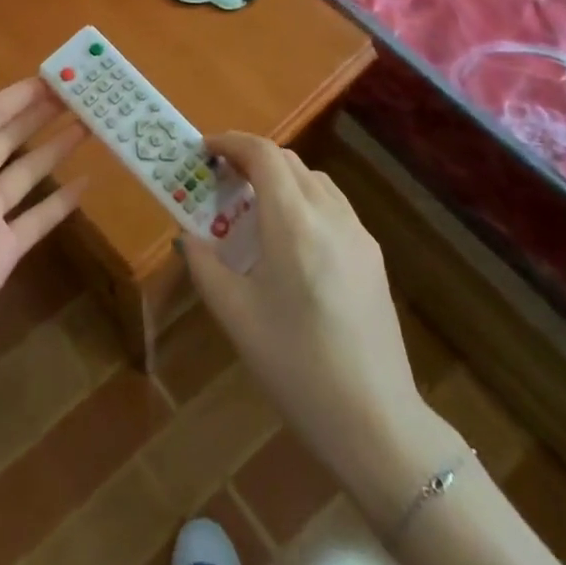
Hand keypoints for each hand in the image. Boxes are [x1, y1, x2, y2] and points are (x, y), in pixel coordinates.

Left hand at [0, 77, 86, 374]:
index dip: (17, 96)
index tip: (53, 76)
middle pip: (9, 138)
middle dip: (40, 115)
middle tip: (80, 94)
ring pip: (27, 172)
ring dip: (55, 148)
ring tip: (88, 125)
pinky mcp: (5, 251)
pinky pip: (39, 218)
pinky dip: (61, 201)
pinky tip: (86, 182)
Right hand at [182, 132, 433, 494]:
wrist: (376, 422)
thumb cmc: (295, 366)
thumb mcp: (235, 316)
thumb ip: (205, 265)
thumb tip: (189, 237)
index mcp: (293, 222)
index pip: (262, 154)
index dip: (231, 142)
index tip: (204, 150)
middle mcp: (330, 215)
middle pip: (288, 161)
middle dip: (251, 159)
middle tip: (220, 180)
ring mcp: (358, 235)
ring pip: (314, 181)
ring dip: (280, 178)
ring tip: (252, 208)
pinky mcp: (373, 258)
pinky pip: (333, 206)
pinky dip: (304, 200)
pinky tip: (290, 241)